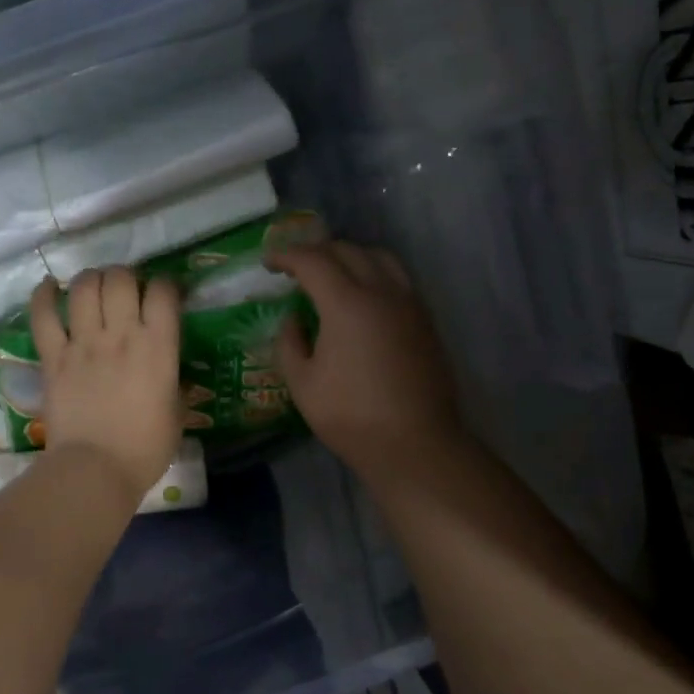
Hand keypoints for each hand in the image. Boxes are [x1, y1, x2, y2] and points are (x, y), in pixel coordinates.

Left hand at [30, 267, 182, 500]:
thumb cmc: (145, 448)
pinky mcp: (53, 357)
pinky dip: (43, 295)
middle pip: (121, 279)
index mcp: (159, 347)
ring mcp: (83, 343)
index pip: (164, 292)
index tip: (164, 295)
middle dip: (126, 275)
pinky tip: (49, 286)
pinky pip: (43, 315)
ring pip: (84, 287)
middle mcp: (121, 334)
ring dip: (91, 279)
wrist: (95, 470)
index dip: (166, 286)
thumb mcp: (177, 414)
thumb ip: (175, 383)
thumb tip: (173, 373)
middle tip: (126, 289)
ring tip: (94, 286)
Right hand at [268, 242, 463, 481]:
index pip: (313, 260)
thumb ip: (289, 343)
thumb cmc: (351, 416)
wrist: (415, 443)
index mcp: (347, 304)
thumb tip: (294, 319)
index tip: (268, 262)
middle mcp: (382, 292)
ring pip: (379, 257)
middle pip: (347, 250)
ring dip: (349, 256)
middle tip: (295, 268)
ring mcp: (409, 303)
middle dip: (316, 252)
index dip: (286, 255)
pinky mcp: (425, 319)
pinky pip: (397, 277)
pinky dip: (374, 272)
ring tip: (331, 274)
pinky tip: (362, 296)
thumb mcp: (302, 384)